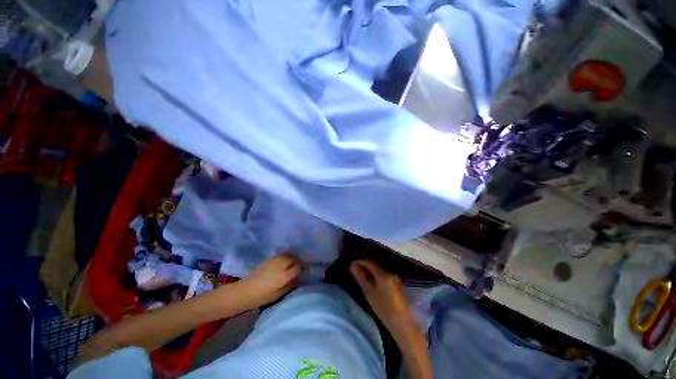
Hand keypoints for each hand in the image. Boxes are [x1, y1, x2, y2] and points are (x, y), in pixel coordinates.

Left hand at [238, 254, 300, 307]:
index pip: (298, 267)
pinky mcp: (269, 259)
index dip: (302, 268)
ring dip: (292, 257)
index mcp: (284, 276)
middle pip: (293, 259)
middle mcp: (281, 266)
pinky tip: (284, 261)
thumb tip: (298, 278)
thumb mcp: (278, 294)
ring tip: (293, 262)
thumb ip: (290, 285)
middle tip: (299, 266)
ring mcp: (274, 261)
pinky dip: (285, 256)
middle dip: (297, 261)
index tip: (304, 271)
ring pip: (287, 255)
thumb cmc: (262, 296)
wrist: (245, 291)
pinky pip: (281, 254)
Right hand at [349, 260, 413, 332]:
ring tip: (361, 275)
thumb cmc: (384, 309)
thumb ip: (360, 278)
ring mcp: (395, 277)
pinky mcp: (397, 282)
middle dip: (364, 266)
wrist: (402, 324)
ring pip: (379, 269)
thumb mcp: (369, 293)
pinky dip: (376, 275)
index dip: (360, 261)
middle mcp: (390, 272)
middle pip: (375, 265)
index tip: (351, 264)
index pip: (369, 262)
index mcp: (383, 274)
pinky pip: (383, 274)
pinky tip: (371, 281)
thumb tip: (352, 266)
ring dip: (370, 270)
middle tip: (355, 270)